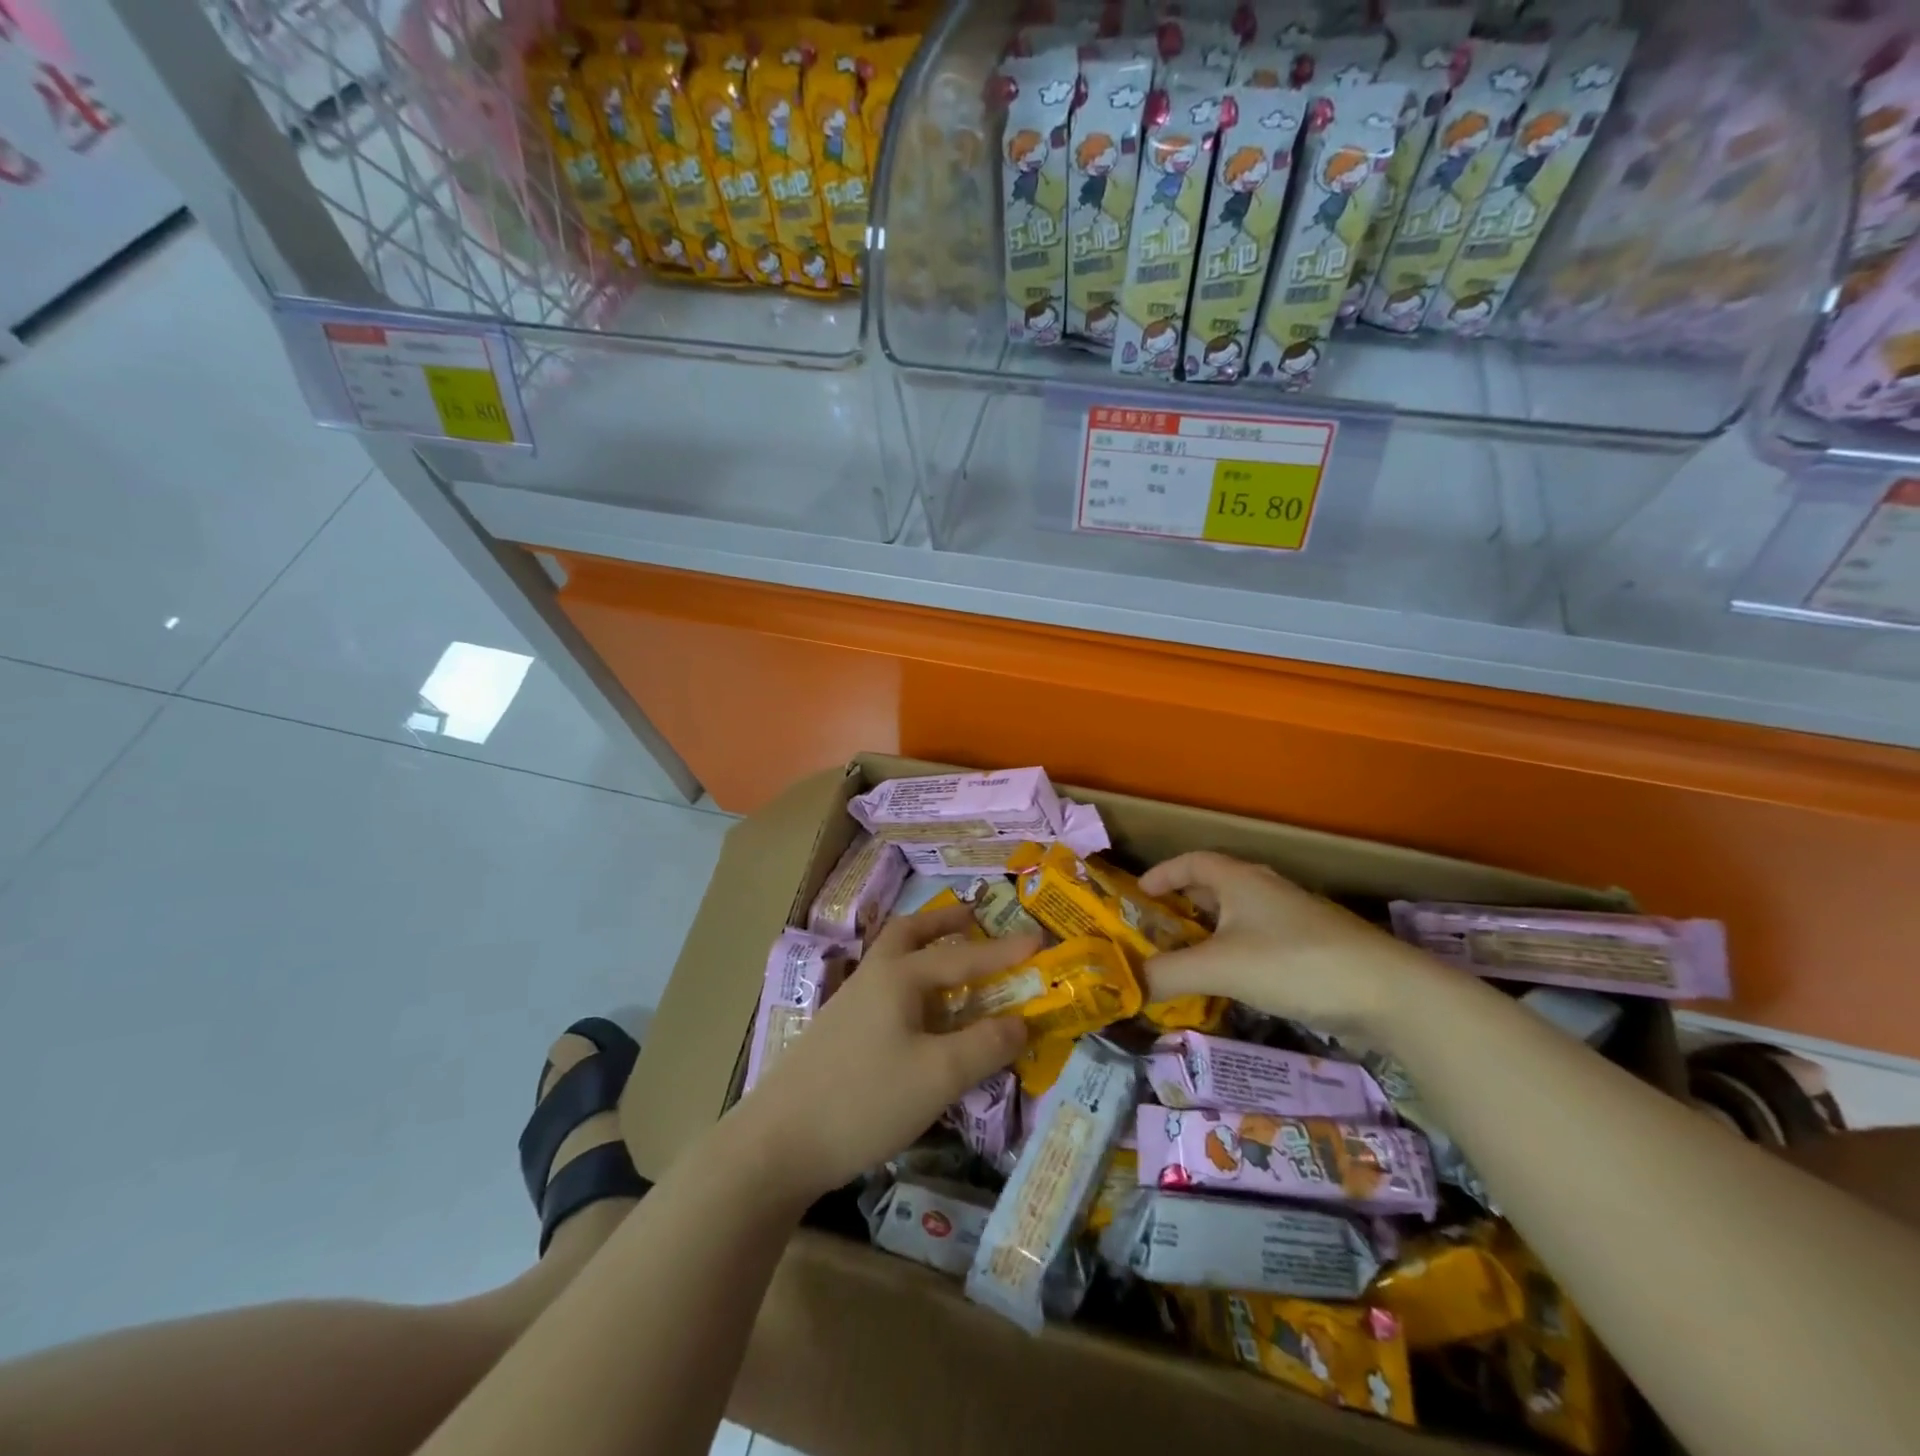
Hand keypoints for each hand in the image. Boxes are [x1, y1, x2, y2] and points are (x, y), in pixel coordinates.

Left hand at [733, 905, 1039, 1200]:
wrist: (778, 1142)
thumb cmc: (865, 1100)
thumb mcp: (938, 1076)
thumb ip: (984, 1045)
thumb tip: (1022, 1021)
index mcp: (898, 977)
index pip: (963, 956)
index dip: (1004, 951)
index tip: (1040, 939)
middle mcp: (873, 977)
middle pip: (909, 933)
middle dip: (945, 923)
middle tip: (976, 919)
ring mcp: (850, 1004)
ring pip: (893, 959)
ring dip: (926, 950)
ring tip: (954, 964)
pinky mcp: (838, 1032)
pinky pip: (885, 989)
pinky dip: (912, 984)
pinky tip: (920, 1016)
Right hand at [1140, 851, 1432, 1039]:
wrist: (1388, 993)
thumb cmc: (1293, 963)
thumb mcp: (1220, 967)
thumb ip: (1167, 974)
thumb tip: (1125, 986)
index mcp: (1240, 879)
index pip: (1192, 861)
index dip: (1163, 873)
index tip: (1140, 894)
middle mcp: (1266, 890)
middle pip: (1216, 886)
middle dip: (1184, 903)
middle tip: (1158, 929)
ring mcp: (1295, 919)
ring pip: (1240, 916)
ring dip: (1211, 931)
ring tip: (1189, 958)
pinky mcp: (1315, 949)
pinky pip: (1261, 941)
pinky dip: (1237, 953)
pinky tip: (1235, 983)